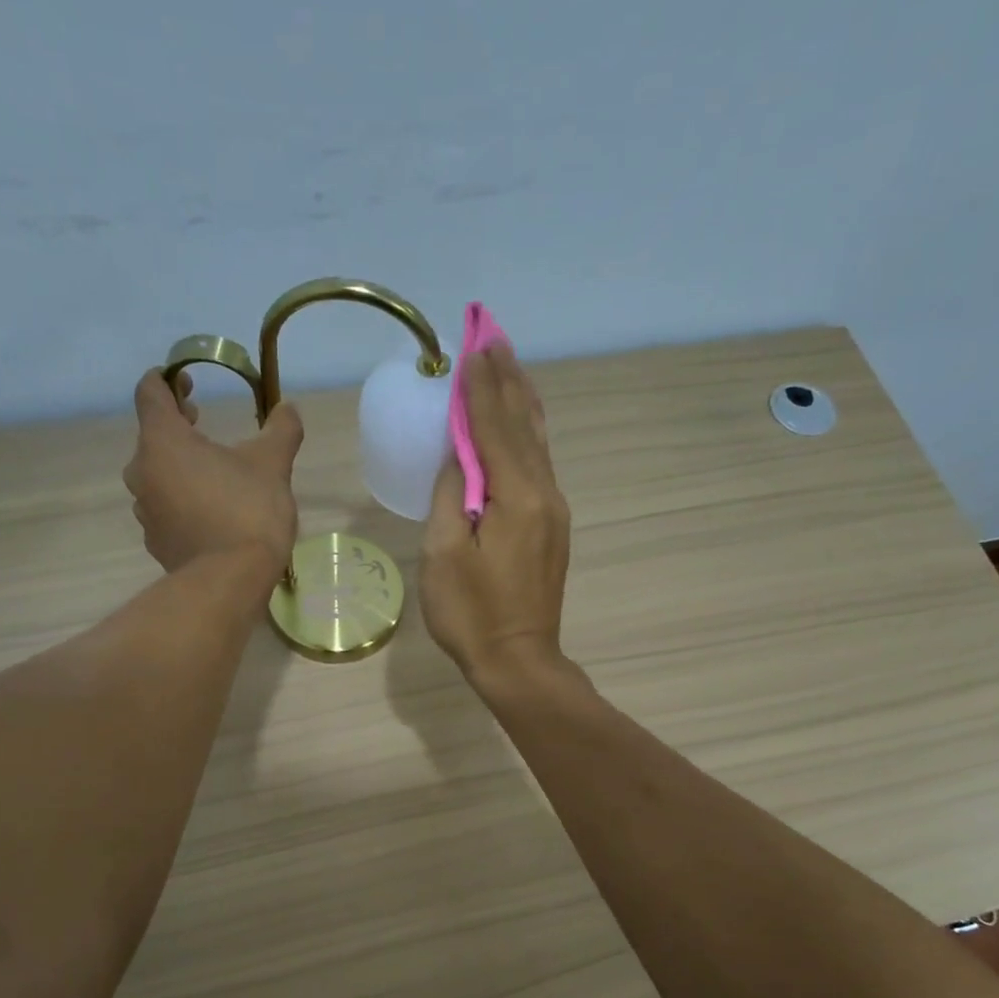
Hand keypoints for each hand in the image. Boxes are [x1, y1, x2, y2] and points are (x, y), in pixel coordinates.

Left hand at [124, 369, 303, 576]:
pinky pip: (165, 507)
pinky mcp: (156, 540)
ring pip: (156, 473)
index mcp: (163, 441)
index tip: (189, 381)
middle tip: (202, 423)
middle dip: (176, 424)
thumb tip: (288, 408)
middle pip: (152, 435)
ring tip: (213, 472)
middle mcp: (142, 471)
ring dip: (179, 465)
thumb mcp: (273, 464)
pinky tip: (211, 510)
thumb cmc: (247, 510)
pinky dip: (182, 499)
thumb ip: (281, 429)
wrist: (230, 581)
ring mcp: (145, 509)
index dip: (168, 379)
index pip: (150, 392)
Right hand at [420, 342, 570, 684]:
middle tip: (492, 336)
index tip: (472, 345)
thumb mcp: (444, 554)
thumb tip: (460, 454)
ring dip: (521, 401)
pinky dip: (526, 433)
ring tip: (508, 364)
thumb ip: (452, 495)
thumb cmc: (472, 614)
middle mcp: (544, 494)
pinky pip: (539, 464)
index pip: (493, 426)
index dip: (480, 386)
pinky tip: (520, 422)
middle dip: (506, 379)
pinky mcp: (552, 527)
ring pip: (537, 441)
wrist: (519, 661)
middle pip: (524, 424)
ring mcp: (554, 511)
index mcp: (516, 496)